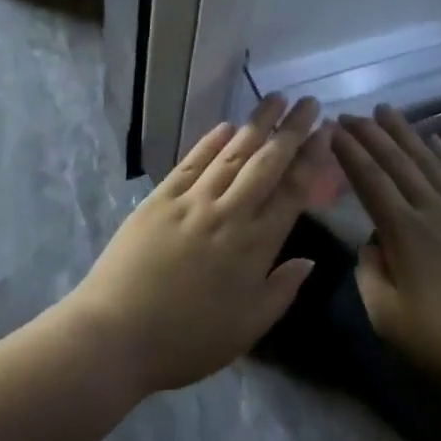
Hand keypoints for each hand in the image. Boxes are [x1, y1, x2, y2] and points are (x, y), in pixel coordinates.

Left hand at [71, 95, 326, 395]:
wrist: (116, 334)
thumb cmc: (187, 340)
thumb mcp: (247, 329)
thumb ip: (282, 290)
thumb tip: (309, 260)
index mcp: (254, 246)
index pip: (292, 191)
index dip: (312, 159)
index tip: (325, 132)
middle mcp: (227, 213)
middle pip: (266, 163)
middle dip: (290, 130)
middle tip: (308, 101)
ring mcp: (190, 202)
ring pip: (231, 154)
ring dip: (255, 124)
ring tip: (274, 99)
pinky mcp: (159, 200)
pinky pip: (190, 163)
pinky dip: (209, 142)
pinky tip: (224, 126)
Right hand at [331, 107, 440, 404]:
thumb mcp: (387, 316)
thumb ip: (369, 272)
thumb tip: (371, 243)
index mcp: (405, 233)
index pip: (370, 181)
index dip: (349, 153)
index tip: (332, 130)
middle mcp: (434, 211)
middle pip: (398, 162)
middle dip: (371, 134)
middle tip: (349, 114)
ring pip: (429, 161)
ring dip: (405, 133)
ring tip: (386, 110)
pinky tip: (433, 139)